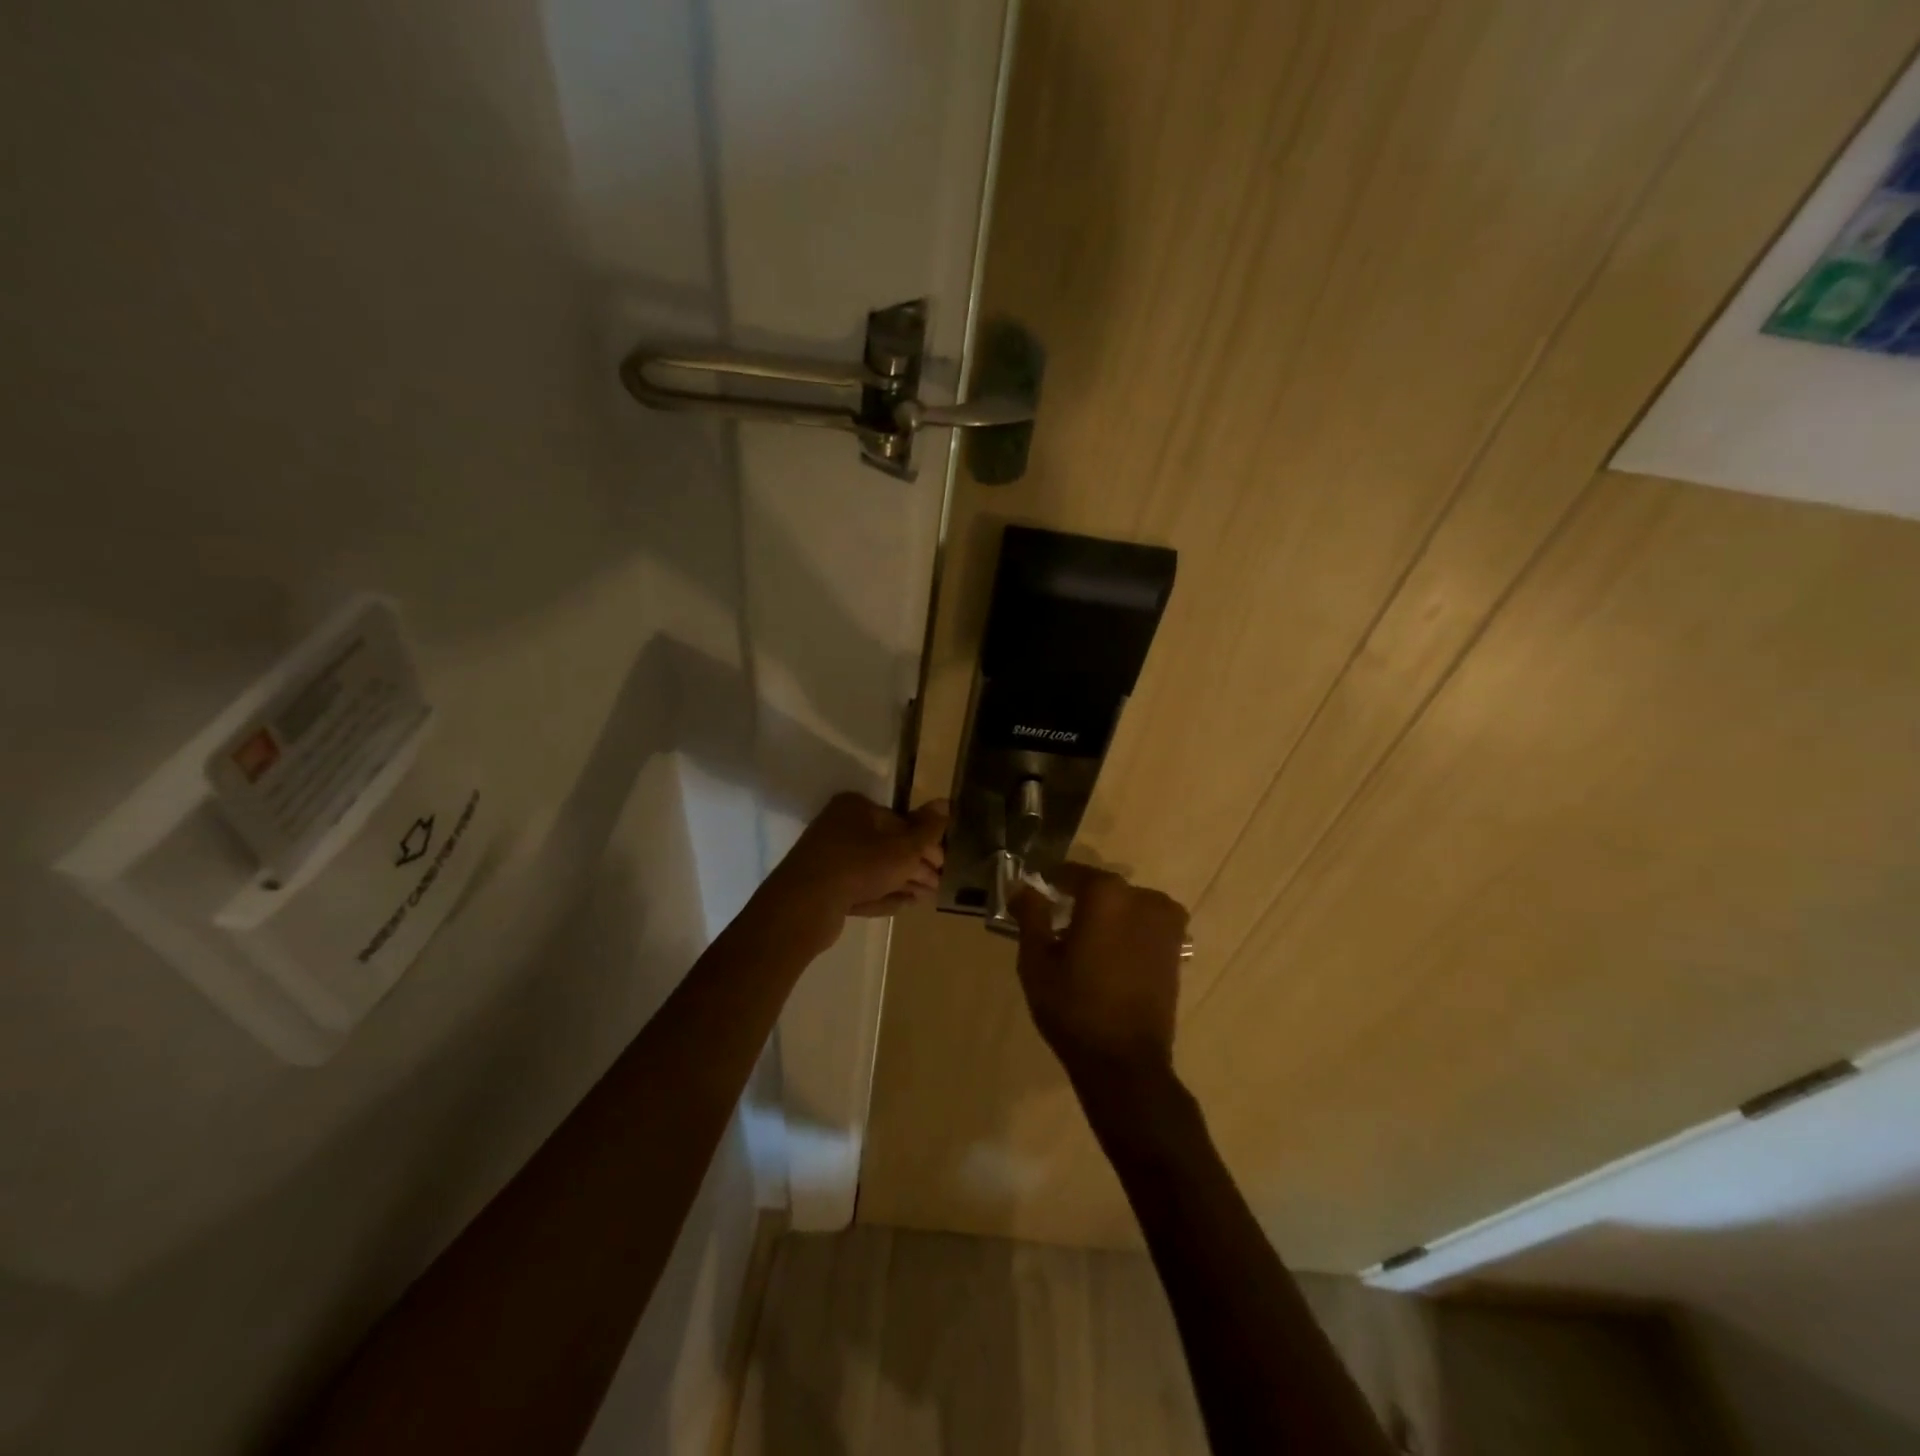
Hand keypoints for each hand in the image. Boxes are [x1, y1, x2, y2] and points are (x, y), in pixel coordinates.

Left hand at [762, 794, 947, 941]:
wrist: (804, 906)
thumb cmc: (859, 866)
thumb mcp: (902, 848)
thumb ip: (927, 829)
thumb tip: (946, 803)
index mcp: (856, 807)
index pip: (900, 821)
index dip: (925, 842)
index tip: (942, 864)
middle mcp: (840, 826)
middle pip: (888, 845)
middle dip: (915, 866)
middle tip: (937, 884)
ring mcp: (830, 857)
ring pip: (875, 868)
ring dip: (903, 882)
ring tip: (925, 898)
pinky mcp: (824, 886)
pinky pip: (860, 886)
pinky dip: (882, 893)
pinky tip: (903, 905)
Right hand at [1011, 864, 1187, 1081]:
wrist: (1125, 1062)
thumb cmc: (1073, 1007)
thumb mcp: (1037, 960)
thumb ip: (1031, 915)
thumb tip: (1023, 887)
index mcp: (1107, 894)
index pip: (1071, 874)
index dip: (1050, 884)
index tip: (1035, 900)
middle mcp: (1143, 898)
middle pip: (1101, 890)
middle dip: (1079, 903)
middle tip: (1056, 928)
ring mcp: (1166, 923)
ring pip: (1124, 907)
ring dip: (1105, 918)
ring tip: (1083, 947)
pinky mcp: (1176, 949)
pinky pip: (1143, 926)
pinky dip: (1125, 933)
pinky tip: (1108, 959)